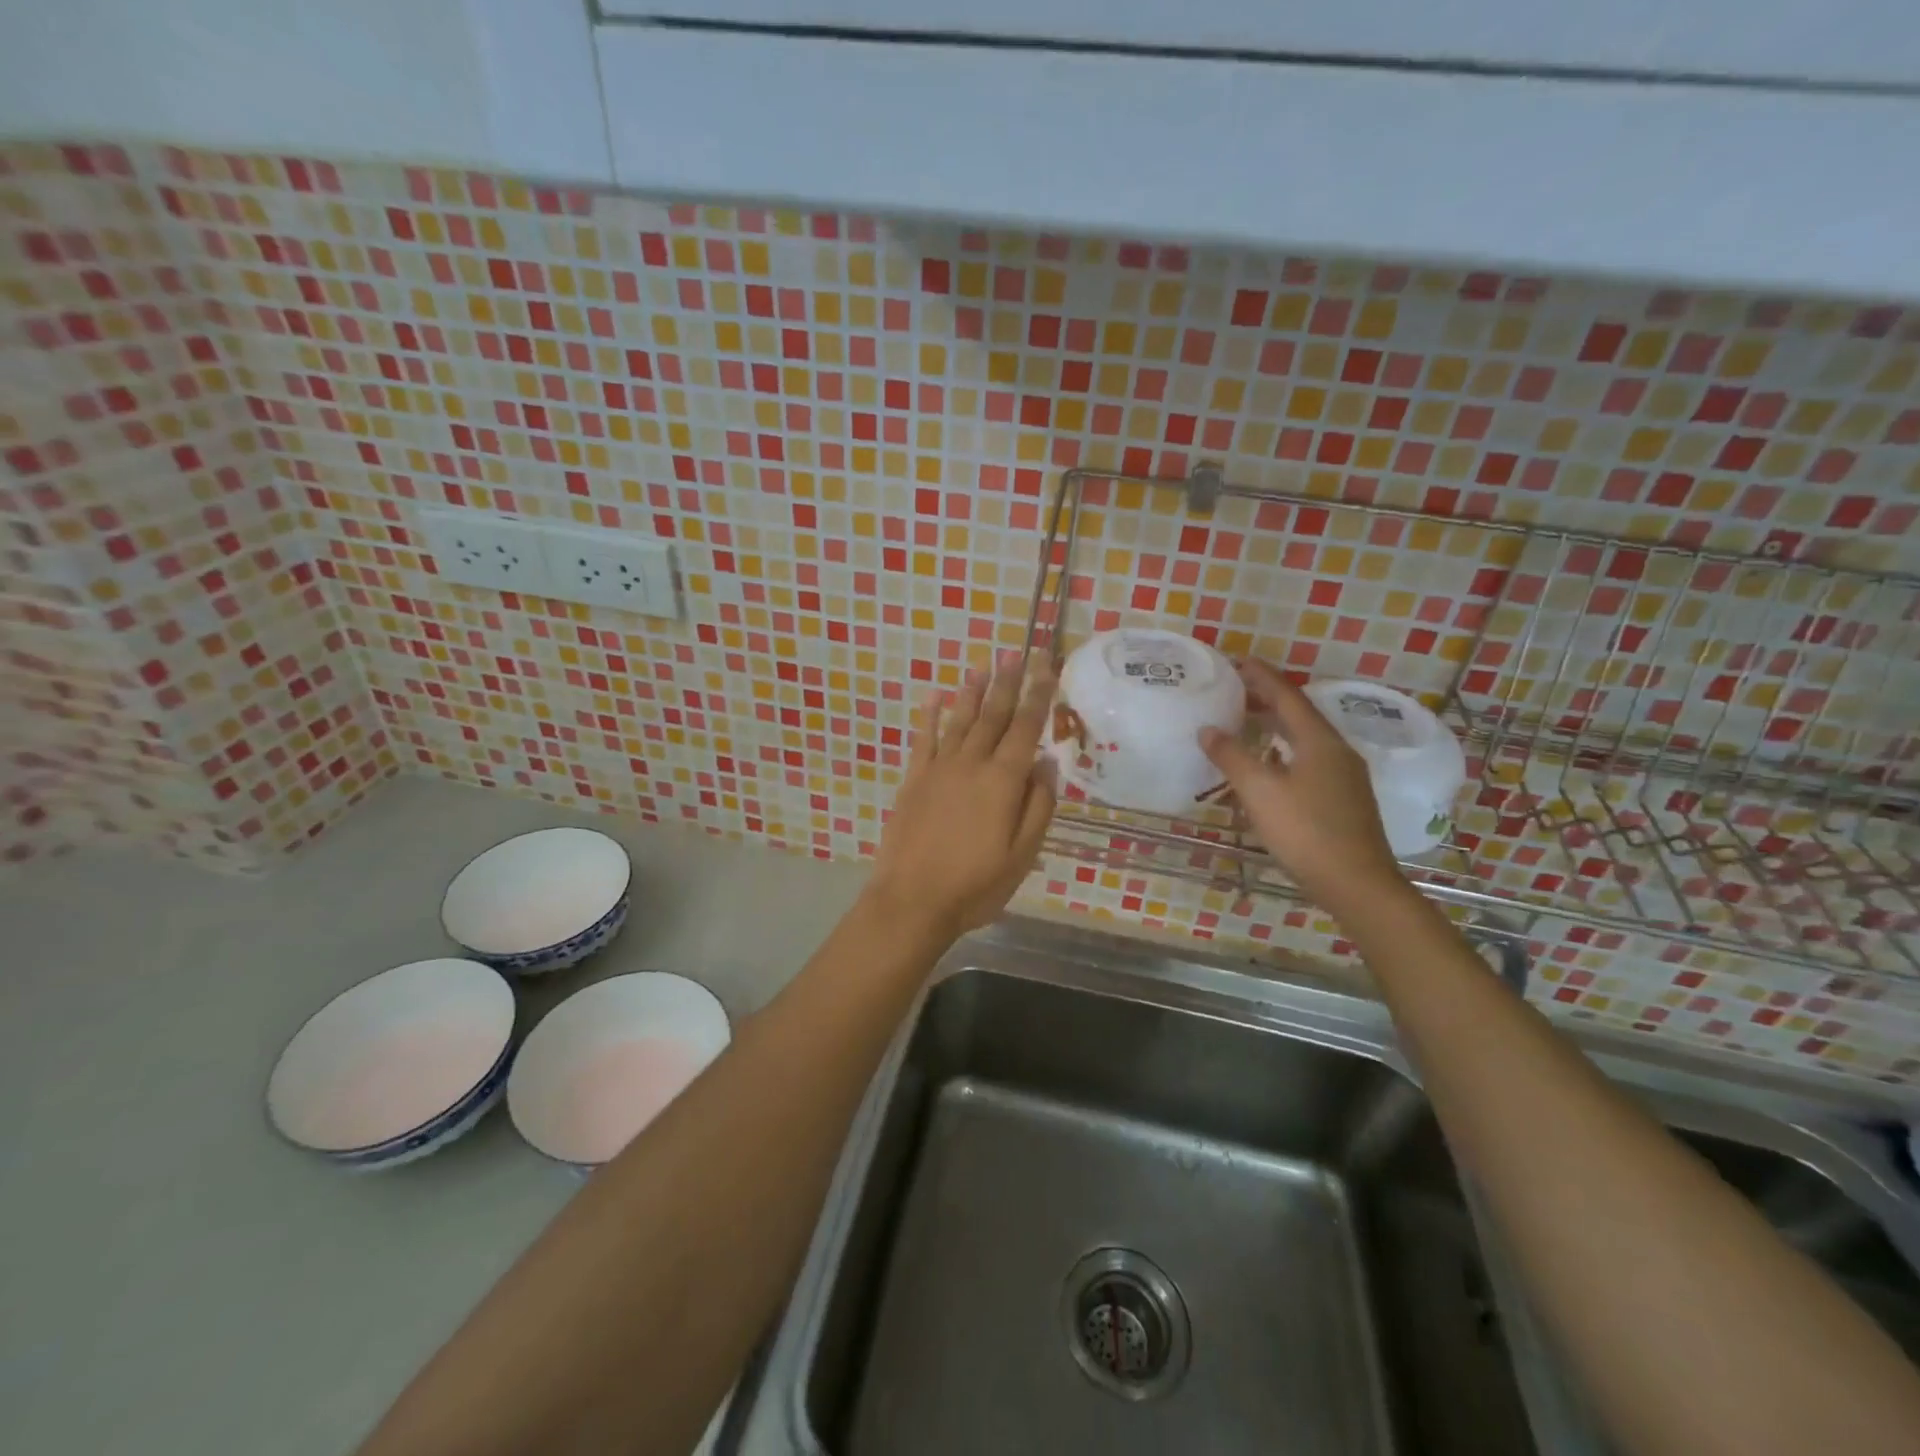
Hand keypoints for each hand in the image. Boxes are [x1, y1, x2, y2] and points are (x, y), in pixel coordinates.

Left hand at [869, 651, 1056, 939]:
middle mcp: (972, 764)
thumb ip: (1038, 805)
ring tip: (983, 665)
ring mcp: (938, 768)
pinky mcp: (913, 779)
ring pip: (960, 720)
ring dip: (973, 691)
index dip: (1038, 695)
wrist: (912, 900)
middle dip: (1008, 682)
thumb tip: (1046, 762)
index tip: (1046, 666)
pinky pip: (924, 738)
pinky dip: (931, 715)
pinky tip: (935, 696)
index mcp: (1003, 781)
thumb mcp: (1023, 854)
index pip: (1025, 728)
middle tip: (1017, 652)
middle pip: (993, 715)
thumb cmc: (976, 885)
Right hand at [1199, 658, 1405, 916]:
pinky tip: (1270, 767)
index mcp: (1319, 741)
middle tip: (1235, 691)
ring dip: (1275, 726)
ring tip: (1247, 723)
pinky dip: (1284, 751)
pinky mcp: (1344, 800)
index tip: (1238, 660)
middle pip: (1299, 714)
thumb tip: (1208, 729)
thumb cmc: (1306, 832)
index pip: (1287, 696)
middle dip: (1267, 699)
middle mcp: (1337, 751)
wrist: (1358, 884)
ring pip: (1305, 739)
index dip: (1261, 677)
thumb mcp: (1259, 792)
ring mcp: (1345, 777)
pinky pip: (1309, 760)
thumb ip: (1231, 757)